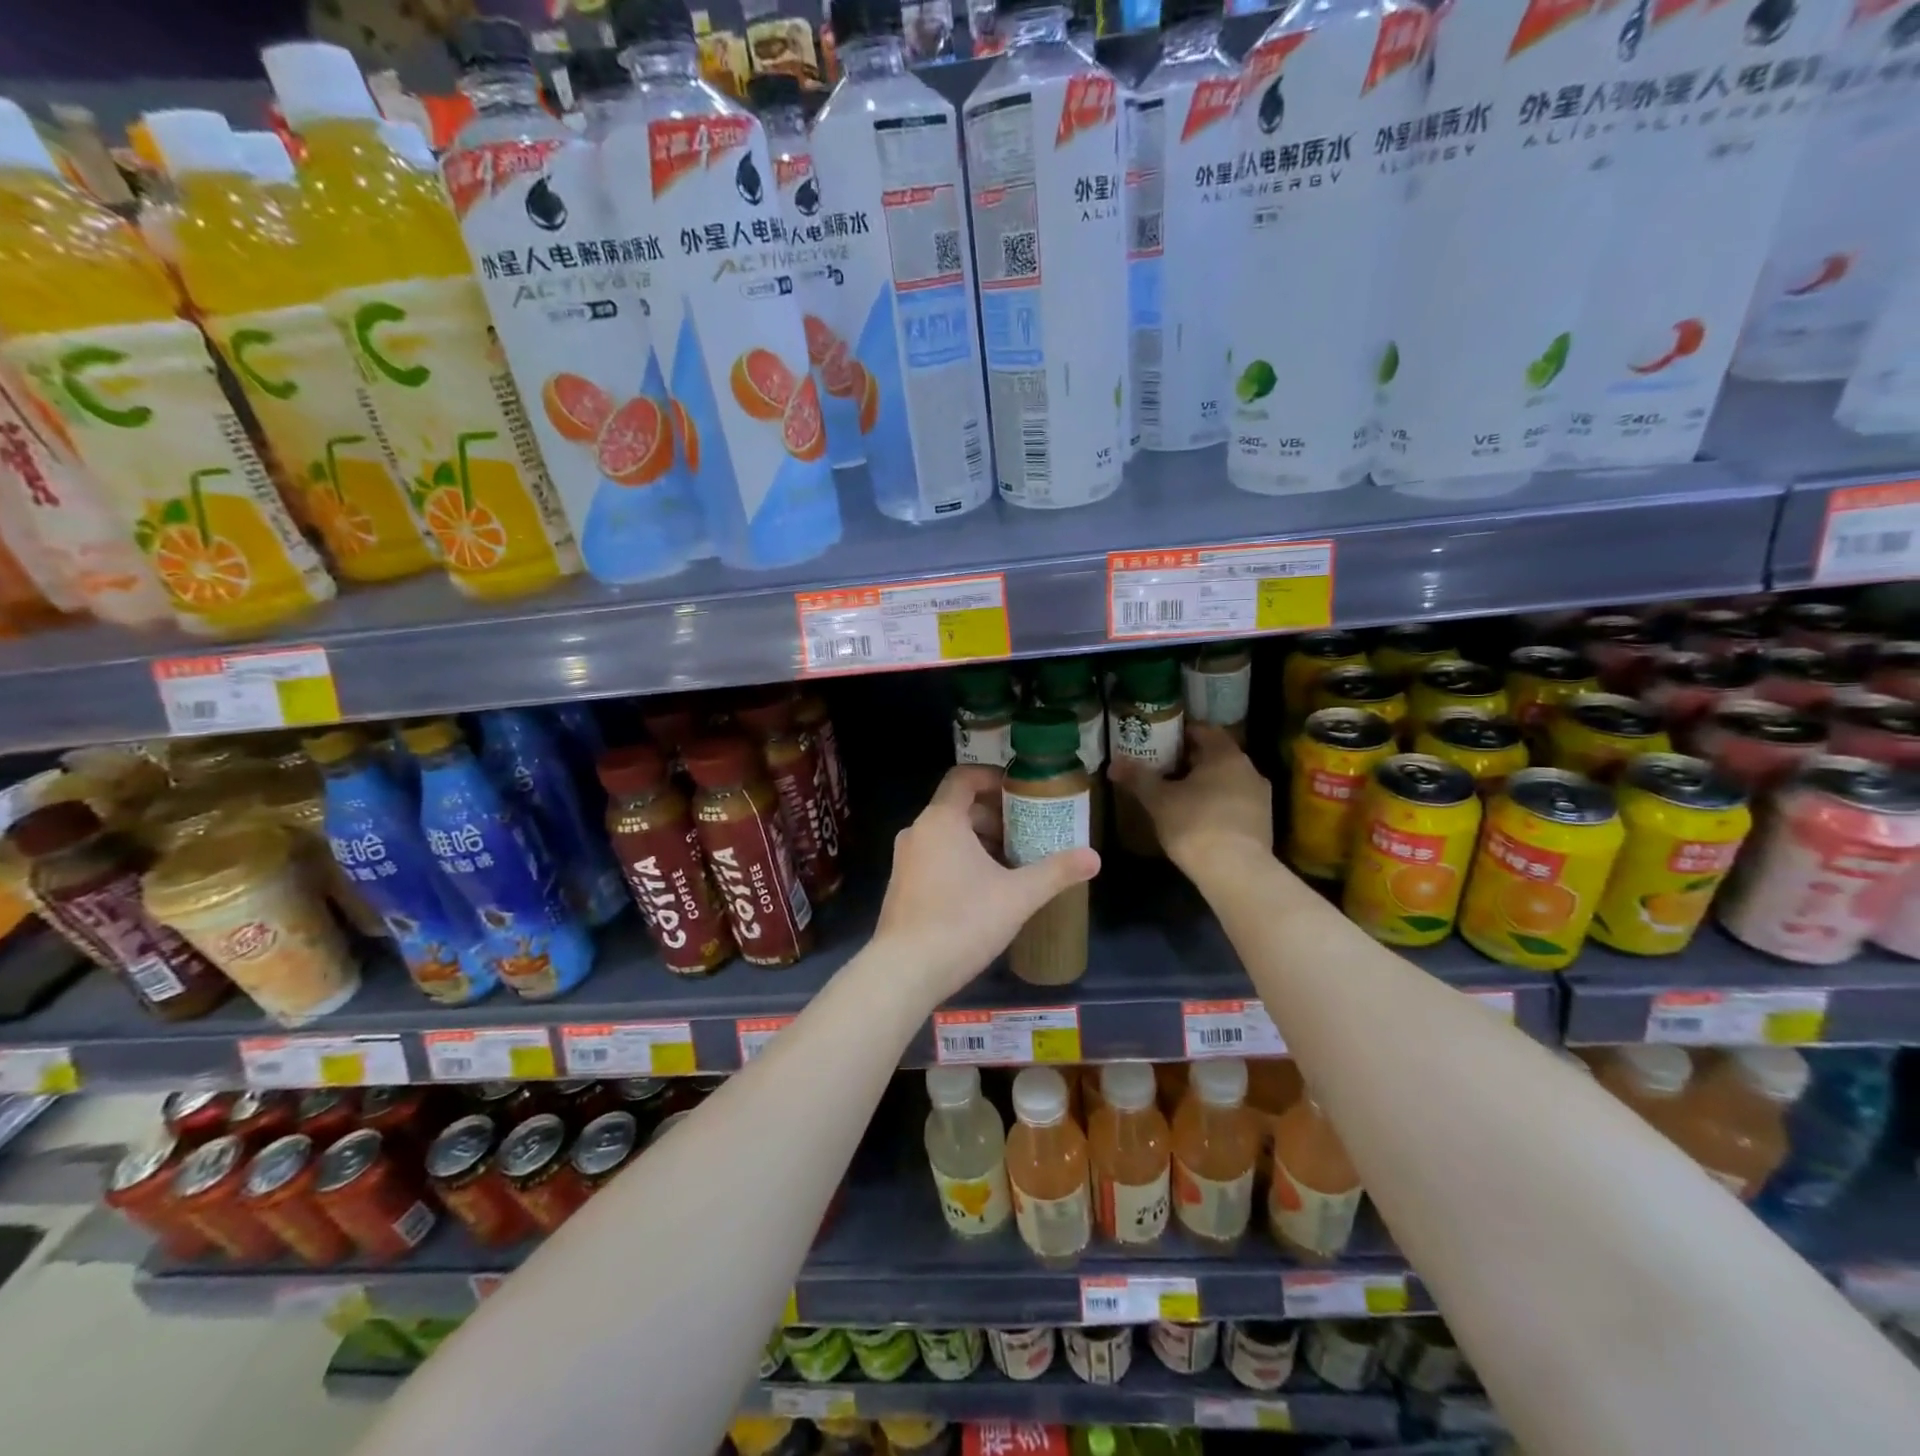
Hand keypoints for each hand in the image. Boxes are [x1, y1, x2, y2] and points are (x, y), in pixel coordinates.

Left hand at [873, 765, 1100, 1003]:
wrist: (905, 970)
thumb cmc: (962, 922)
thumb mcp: (1018, 896)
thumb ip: (1056, 872)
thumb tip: (1095, 857)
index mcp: (941, 820)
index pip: (964, 777)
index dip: (993, 778)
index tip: (1021, 793)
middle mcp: (917, 831)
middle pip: (958, 807)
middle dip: (994, 816)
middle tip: (1026, 834)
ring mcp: (905, 859)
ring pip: (946, 835)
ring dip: (979, 840)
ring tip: (1012, 863)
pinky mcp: (901, 885)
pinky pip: (934, 857)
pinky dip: (960, 860)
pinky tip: (984, 890)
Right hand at [1110, 723, 1271, 874]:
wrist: (1237, 873)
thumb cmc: (1195, 825)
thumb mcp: (1159, 801)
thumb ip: (1138, 778)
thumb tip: (1114, 763)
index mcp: (1225, 754)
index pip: (1203, 730)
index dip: (1180, 733)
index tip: (1159, 741)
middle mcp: (1248, 769)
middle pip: (1216, 755)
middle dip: (1190, 759)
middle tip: (1162, 768)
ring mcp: (1260, 796)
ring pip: (1227, 779)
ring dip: (1205, 783)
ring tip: (1178, 795)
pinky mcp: (1263, 822)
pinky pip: (1235, 802)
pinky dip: (1217, 803)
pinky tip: (1198, 819)